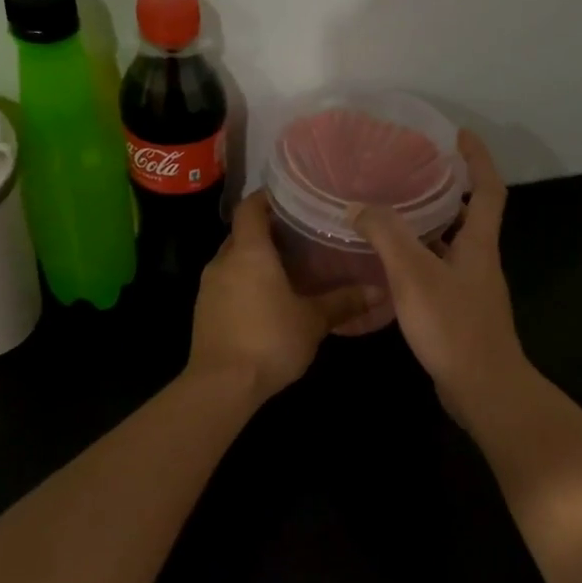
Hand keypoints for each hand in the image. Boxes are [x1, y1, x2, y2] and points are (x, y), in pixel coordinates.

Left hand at [189, 191, 376, 402]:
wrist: (222, 384)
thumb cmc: (270, 340)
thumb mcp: (313, 321)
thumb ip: (343, 302)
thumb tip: (378, 291)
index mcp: (249, 252)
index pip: (251, 208)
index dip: (268, 198)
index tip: (291, 198)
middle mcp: (223, 261)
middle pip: (243, 234)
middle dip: (267, 232)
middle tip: (300, 236)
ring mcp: (208, 287)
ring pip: (233, 261)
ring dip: (255, 261)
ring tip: (288, 269)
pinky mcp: (203, 311)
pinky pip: (226, 284)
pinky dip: (244, 283)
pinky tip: (267, 300)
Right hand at [350, 130, 531, 424]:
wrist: (482, 388)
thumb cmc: (453, 326)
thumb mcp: (414, 275)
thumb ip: (387, 237)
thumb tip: (359, 206)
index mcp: (479, 244)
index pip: (488, 189)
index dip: (478, 159)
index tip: (458, 135)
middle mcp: (480, 261)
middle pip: (470, 216)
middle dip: (447, 191)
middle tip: (411, 174)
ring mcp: (472, 289)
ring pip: (451, 246)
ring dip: (428, 228)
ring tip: (391, 215)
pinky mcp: (460, 313)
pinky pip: (439, 273)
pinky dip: (418, 262)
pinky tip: (389, 269)